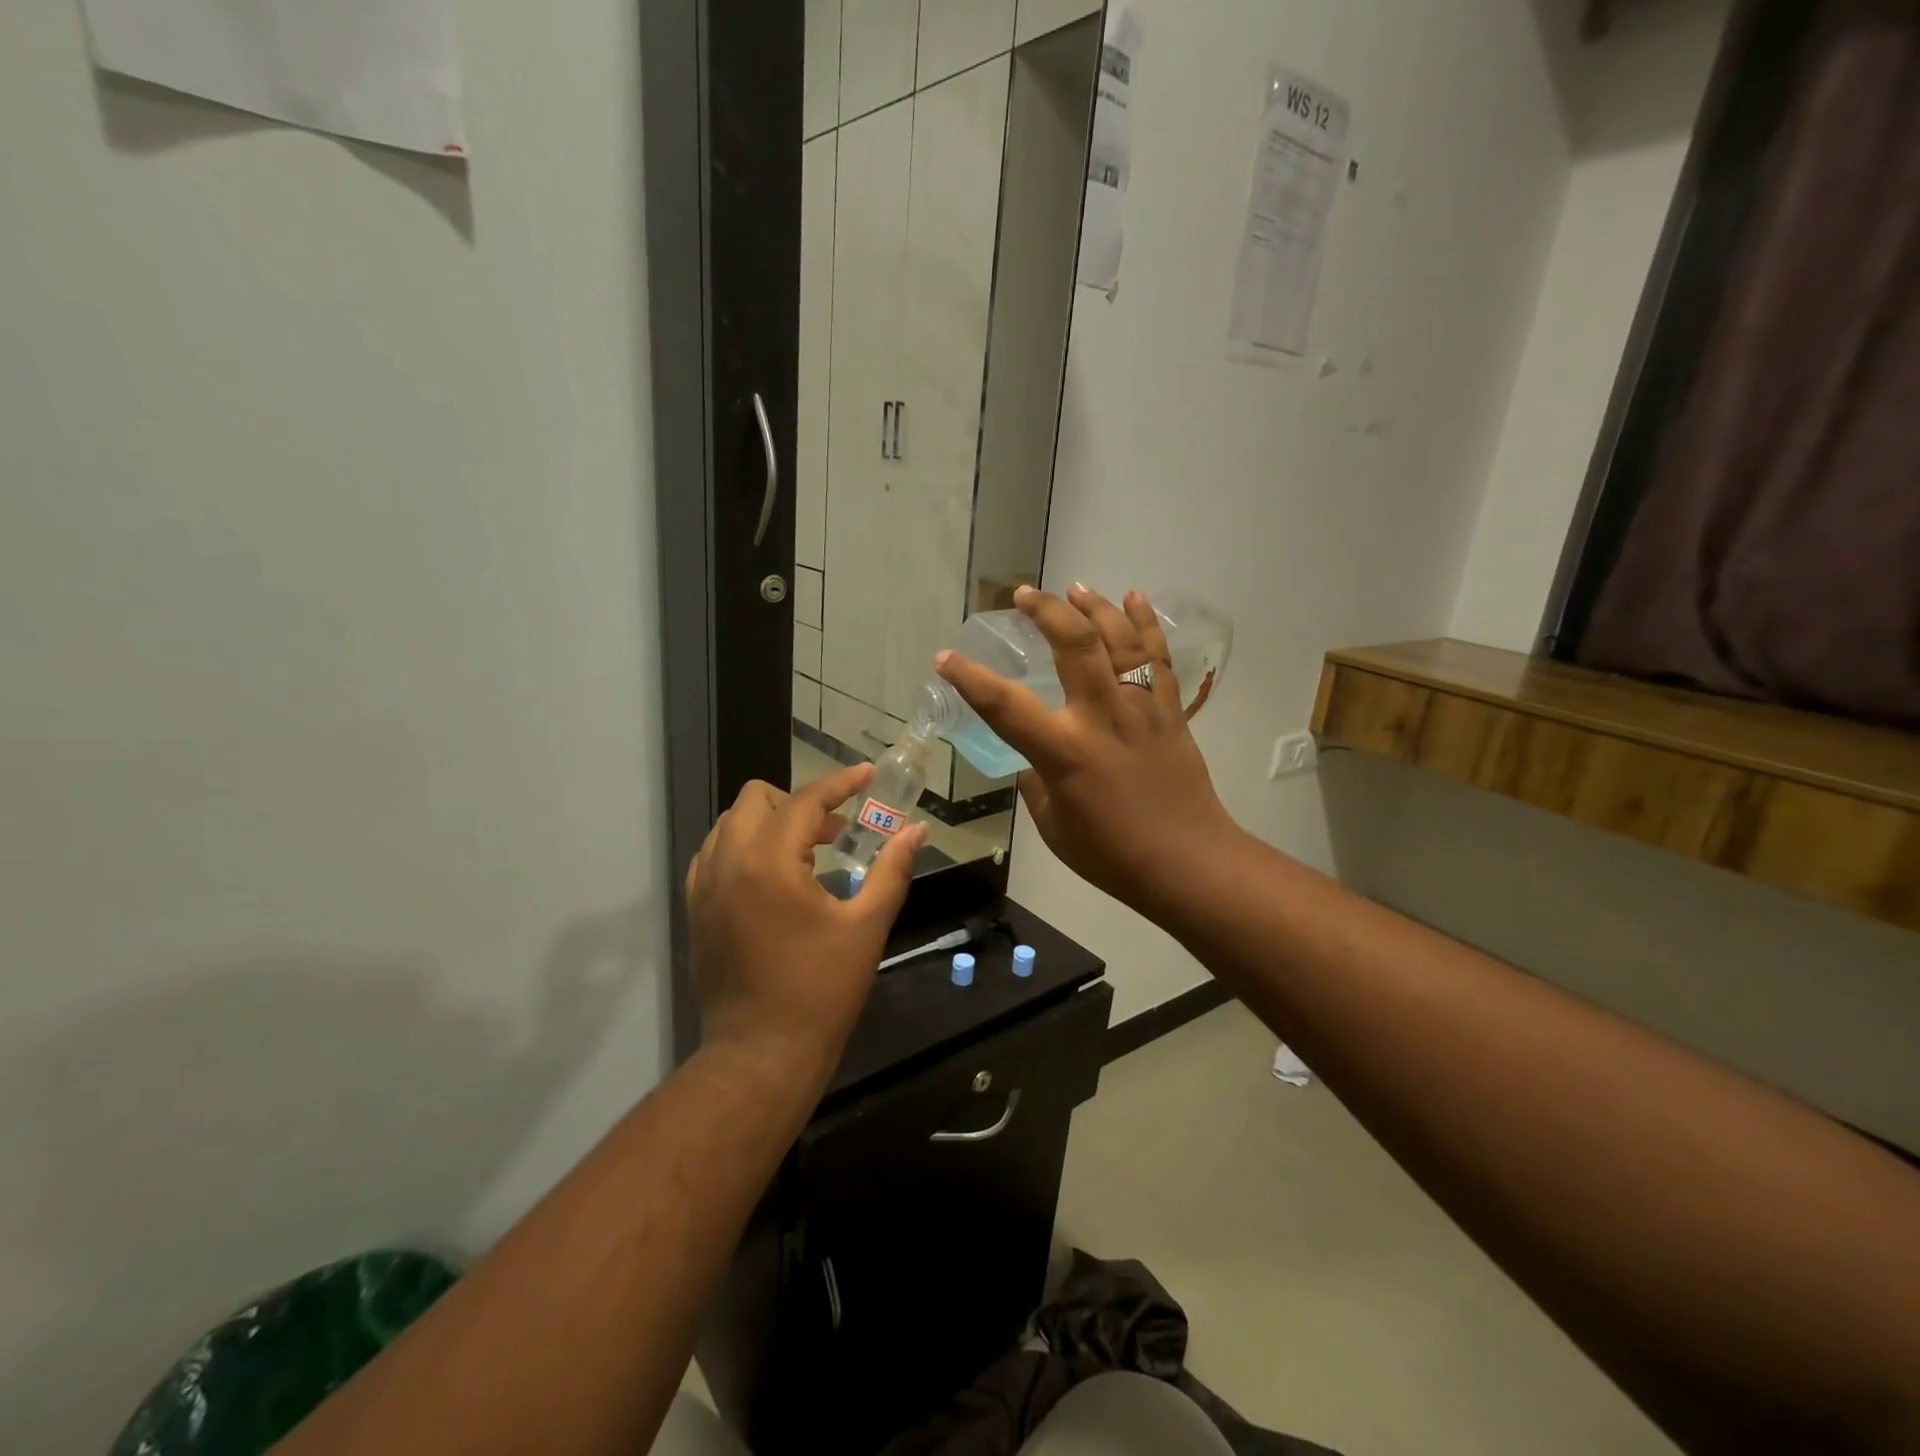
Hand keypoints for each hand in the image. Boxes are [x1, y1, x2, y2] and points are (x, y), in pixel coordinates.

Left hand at [685, 765, 925, 1080]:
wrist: (761, 1053)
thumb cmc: (821, 989)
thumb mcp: (866, 926)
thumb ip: (891, 869)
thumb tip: (916, 831)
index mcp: (770, 862)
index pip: (806, 800)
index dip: (841, 783)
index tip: (868, 775)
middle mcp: (728, 862)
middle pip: (756, 798)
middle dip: (799, 802)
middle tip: (835, 830)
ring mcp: (704, 886)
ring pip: (731, 823)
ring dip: (769, 822)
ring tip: (805, 853)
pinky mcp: (695, 909)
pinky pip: (714, 854)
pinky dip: (743, 847)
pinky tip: (772, 878)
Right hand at [936, 586, 1239, 922]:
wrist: (1188, 863)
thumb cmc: (1112, 855)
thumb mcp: (1054, 826)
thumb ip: (1038, 785)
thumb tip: (1036, 762)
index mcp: (1064, 752)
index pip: (1005, 706)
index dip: (970, 678)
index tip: (946, 657)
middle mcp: (1101, 717)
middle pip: (1074, 645)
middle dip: (1045, 612)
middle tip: (1024, 595)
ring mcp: (1141, 708)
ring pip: (1119, 640)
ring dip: (1094, 606)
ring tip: (1073, 588)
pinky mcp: (1170, 711)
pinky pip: (1157, 656)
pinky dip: (1145, 622)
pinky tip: (1133, 597)